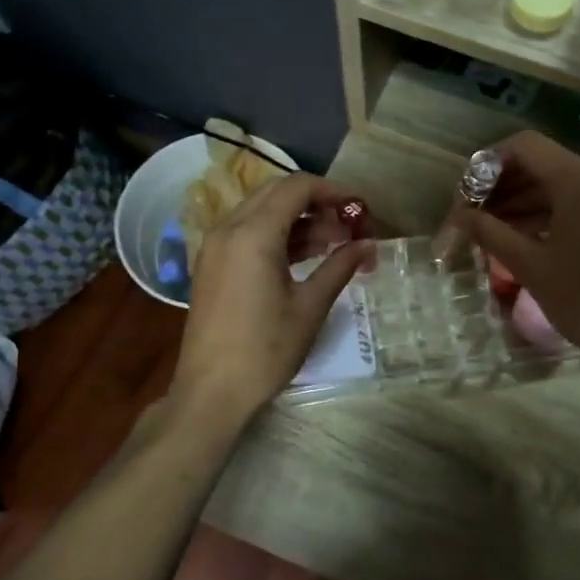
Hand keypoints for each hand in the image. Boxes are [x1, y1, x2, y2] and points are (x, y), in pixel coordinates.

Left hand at [171, 173, 373, 421]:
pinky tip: (305, 257)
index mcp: (253, 234)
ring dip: (298, 220)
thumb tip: (368, 245)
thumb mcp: (310, 307)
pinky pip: (248, 233)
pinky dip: (278, 235)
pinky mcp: (212, 265)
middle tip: (348, 226)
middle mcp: (229, 229)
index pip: (297, 187)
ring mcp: (215, 247)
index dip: (333, 191)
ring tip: (334, 244)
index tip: (360, 209)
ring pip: (262, 212)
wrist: (211, 392)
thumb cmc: (265, 350)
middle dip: (317, 203)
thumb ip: (340, 267)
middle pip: (277, 193)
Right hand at [450, 132, 579, 377]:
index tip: (469, 191)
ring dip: (526, 199)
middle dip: (505, 185)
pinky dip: (551, 209)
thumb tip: (459, 216)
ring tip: (493, 227)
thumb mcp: (528, 264)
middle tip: (475, 213)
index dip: (490, 163)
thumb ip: (490, 231)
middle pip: (543, 162)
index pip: (526, 146)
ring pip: (562, 181)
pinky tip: (524, 233)